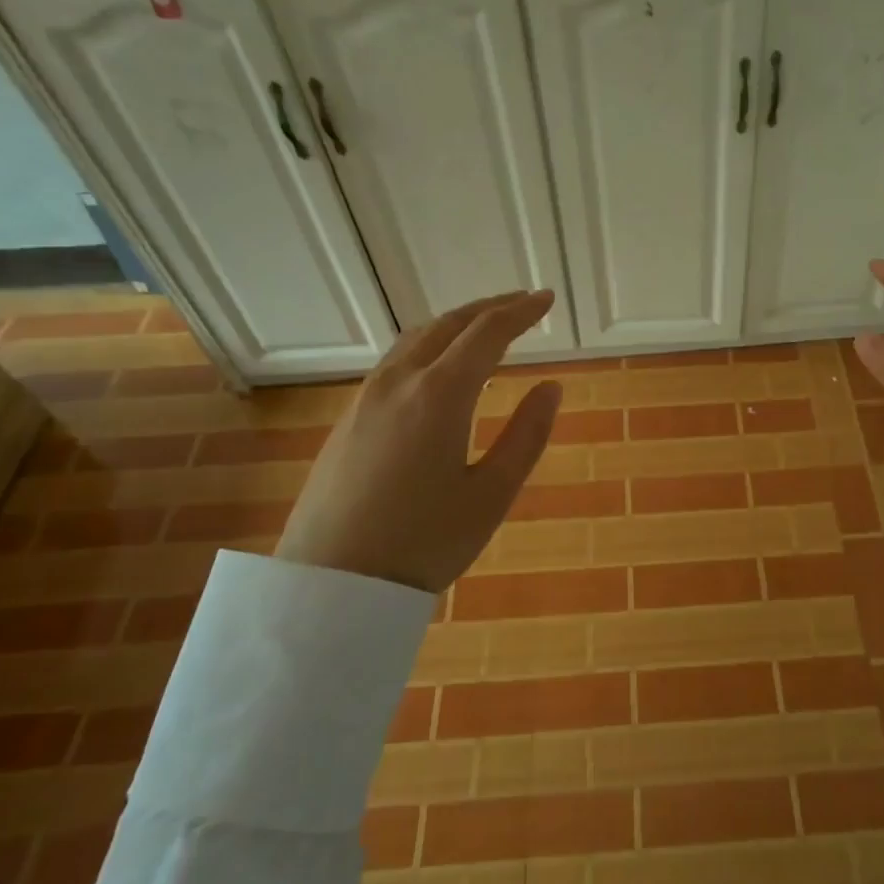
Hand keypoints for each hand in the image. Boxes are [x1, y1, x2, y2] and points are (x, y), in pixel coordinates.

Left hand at [273, 290, 561, 590]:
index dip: (521, 311)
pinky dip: (429, 346)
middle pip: (448, 324)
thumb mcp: (492, 495)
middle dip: (489, 307)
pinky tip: (440, 368)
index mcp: (440, 394)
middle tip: (522, 303)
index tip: (547, 299)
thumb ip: (527, 435)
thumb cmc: (424, 542)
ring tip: (485, 328)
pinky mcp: (349, 417)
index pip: (487, 333)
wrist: (332, 584)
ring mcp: (367, 397)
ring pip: (416, 338)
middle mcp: (400, 381)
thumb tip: (551, 387)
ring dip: (455, 324)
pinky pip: (396, 361)